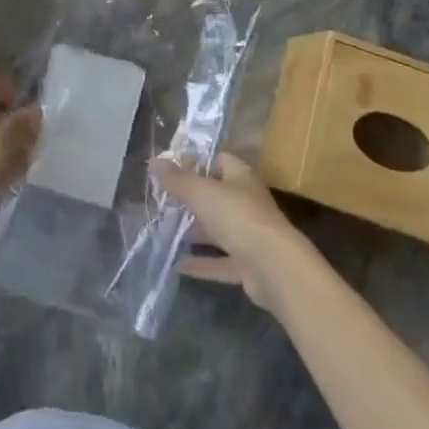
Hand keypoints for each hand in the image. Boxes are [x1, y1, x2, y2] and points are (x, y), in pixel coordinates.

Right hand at [158, 152, 316, 309]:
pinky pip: (219, 261)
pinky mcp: (248, 266)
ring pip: (217, 229)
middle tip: (161, 201)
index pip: (218, 160)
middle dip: (190, 199)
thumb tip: (154, 160)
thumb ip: (177, 178)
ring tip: (163, 230)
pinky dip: (201, 263)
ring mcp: (249, 236)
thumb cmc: (237, 216)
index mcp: (240, 177)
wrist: (274, 268)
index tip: (170, 168)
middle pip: (215, 196)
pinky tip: (176, 264)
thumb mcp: (201, 192)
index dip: (195, 161)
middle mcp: (246, 203)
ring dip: (194, 231)